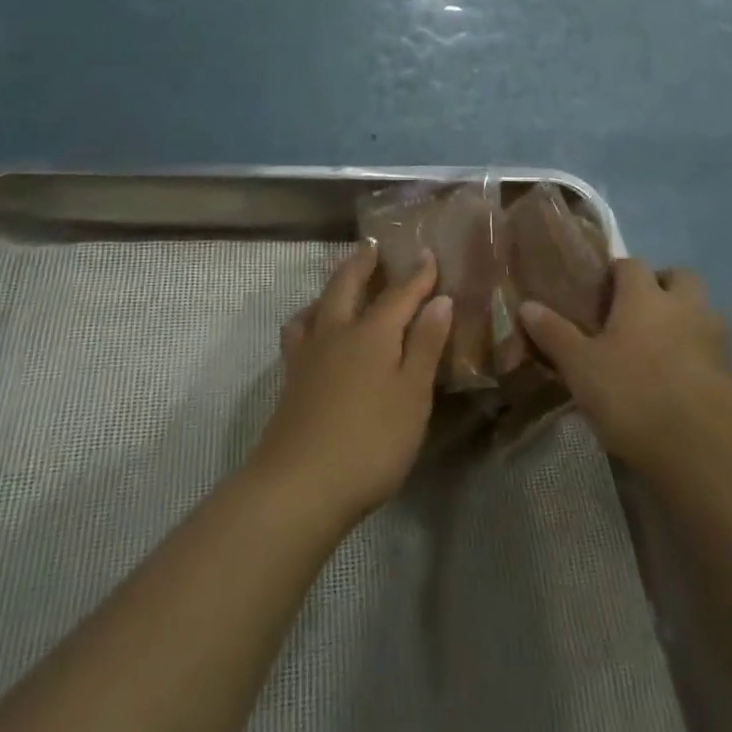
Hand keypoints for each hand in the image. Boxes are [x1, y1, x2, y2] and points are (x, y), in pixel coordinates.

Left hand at [251, 241, 451, 527]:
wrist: (298, 486)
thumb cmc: (370, 442)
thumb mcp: (412, 396)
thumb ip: (424, 346)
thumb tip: (440, 300)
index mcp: (373, 333)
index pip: (400, 293)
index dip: (417, 274)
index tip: (427, 253)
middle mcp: (337, 332)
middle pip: (348, 285)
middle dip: (363, 263)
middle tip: (372, 245)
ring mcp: (308, 355)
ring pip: (318, 305)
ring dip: (332, 286)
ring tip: (340, 283)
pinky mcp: (290, 379)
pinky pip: (299, 332)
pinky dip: (309, 318)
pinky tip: (312, 332)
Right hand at [520, 259, 731, 477]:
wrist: (701, 450)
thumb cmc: (632, 396)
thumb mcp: (580, 367)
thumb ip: (554, 333)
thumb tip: (527, 305)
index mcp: (644, 296)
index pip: (631, 264)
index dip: (615, 273)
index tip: (599, 293)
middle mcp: (683, 305)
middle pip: (678, 276)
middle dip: (660, 285)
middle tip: (635, 312)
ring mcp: (713, 337)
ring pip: (701, 309)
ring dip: (684, 317)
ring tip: (658, 345)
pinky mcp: (730, 371)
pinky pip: (712, 346)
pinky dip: (697, 352)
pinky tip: (678, 378)